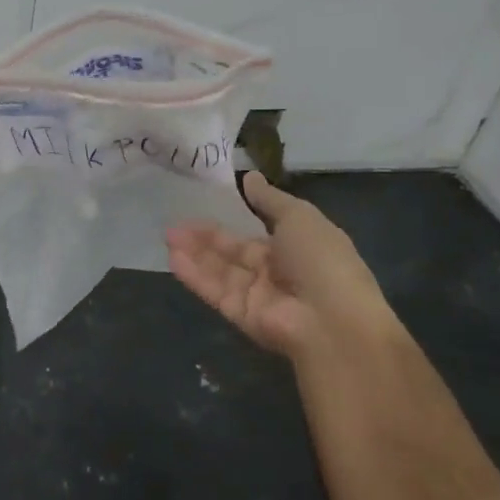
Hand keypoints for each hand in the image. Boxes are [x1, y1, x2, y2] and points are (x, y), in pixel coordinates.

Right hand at [167, 172, 393, 360]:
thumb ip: (270, 199)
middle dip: (206, 237)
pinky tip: (173, 257)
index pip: (258, 232)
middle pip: (234, 251)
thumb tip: (250, 177)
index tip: (205, 203)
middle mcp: (277, 272)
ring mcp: (258, 295)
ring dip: (195, 253)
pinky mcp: (242, 315)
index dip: (232, 218)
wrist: (332, 322)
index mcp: (297, 247)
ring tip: (167, 235)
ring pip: (220, 270)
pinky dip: (195, 275)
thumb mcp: (300, 217)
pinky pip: (215, 291)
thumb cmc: (322, 260)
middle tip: (175, 222)